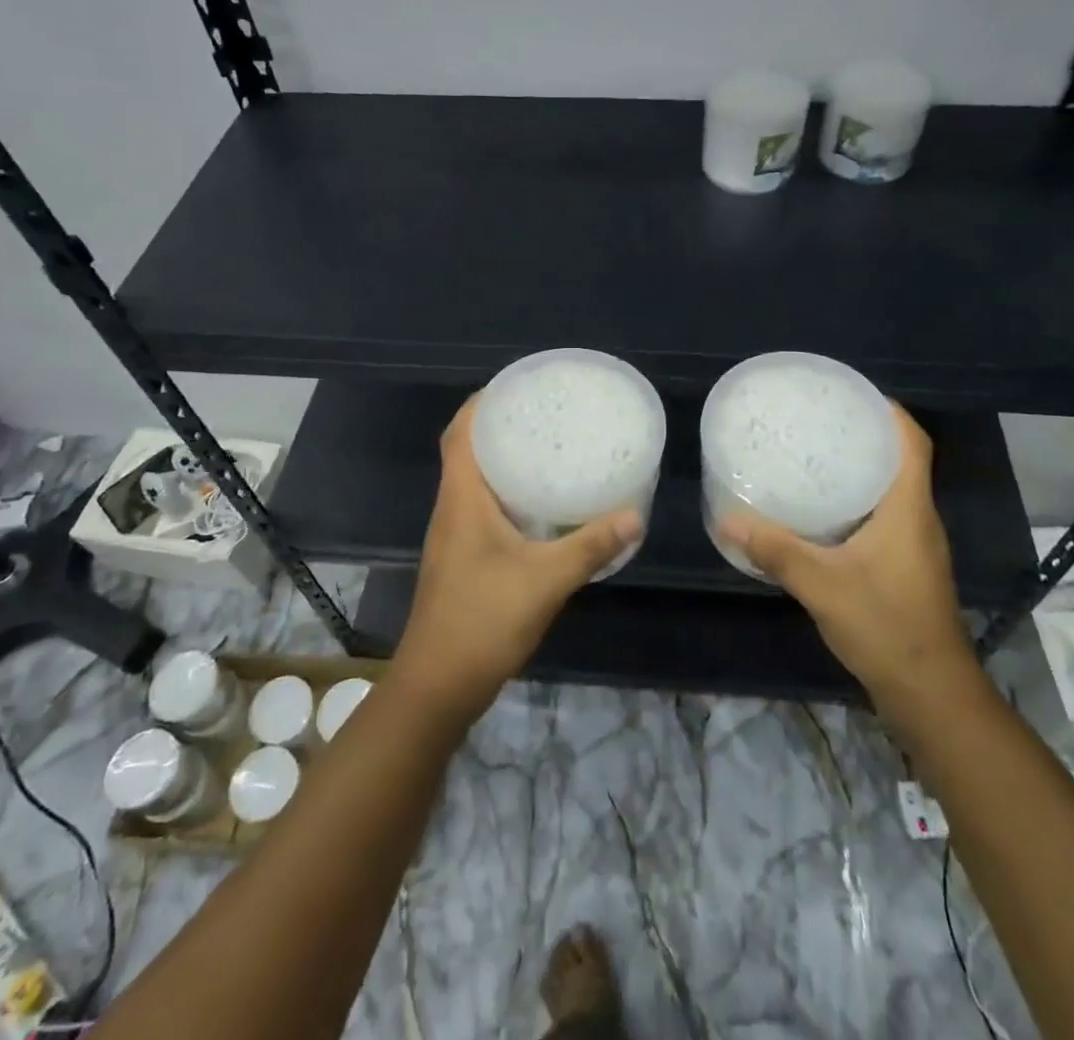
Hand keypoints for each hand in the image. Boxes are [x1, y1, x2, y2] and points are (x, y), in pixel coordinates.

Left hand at [390, 395, 641, 722]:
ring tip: (548, 448)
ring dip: (504, 461)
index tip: (516, 387)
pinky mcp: (463, 559)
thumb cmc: (482, 621)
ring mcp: (455, 537)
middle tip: (545, 414)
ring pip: (475, 482)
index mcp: (462, 500)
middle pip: (466, 451)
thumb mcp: (545, 581)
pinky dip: (508, 494)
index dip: (480, 404)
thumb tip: (635, 515)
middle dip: (499, 427)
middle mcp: (453, 510)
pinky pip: (483, 509)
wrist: (438, 686)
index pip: (459, 434)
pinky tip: (542, 506)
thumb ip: (590, 546)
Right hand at [716, 403, 977, 710]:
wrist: (930, 693)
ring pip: (892, 490)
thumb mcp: (821, 584)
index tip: (851, 394)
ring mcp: (915, 546)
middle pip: (900, 461)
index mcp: (909, 508)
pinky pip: (884, 517)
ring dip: (861, 469)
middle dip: (865, 435)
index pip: (912, 442)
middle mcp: (918, 519)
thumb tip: (727, 521)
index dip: (889, 411)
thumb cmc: (885, 626)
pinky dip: (858, 502)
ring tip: (815, 456)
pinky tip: (823, 512)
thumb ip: (775, 551)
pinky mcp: (906, 567)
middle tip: (818, 422)